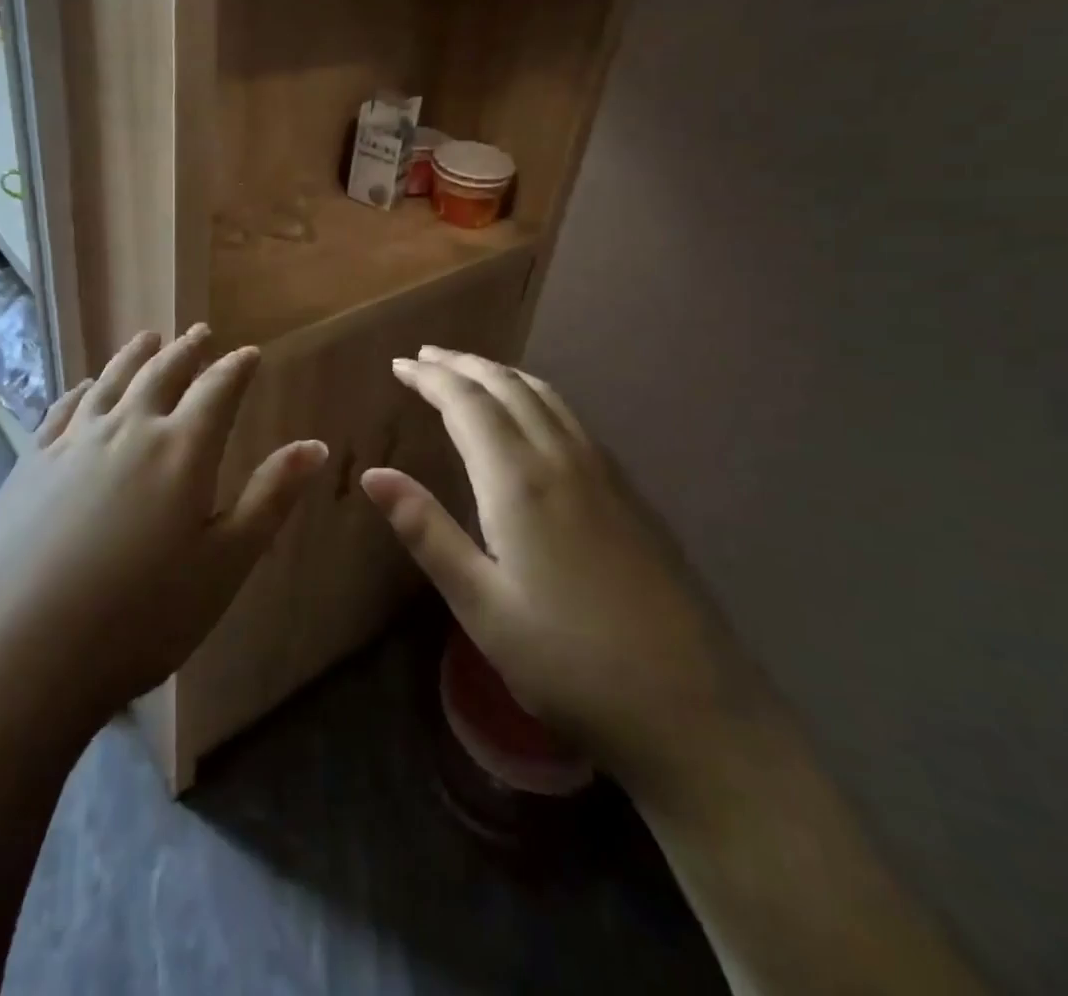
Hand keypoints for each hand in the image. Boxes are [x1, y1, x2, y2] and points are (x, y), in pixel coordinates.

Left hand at [0, 327, 327, 739]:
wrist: (17, 653)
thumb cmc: (140, 617)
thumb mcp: (224, 564)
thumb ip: (270, 498)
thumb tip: (314, 445)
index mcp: (182, 450)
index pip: (218, 390)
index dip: (236, 368)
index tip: (249, 353)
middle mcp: (129, 429)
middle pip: (162, 373)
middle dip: (187, 350)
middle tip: (200, 332)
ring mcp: (74, 442)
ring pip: (112, 381)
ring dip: (136, 356)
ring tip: (149, 338)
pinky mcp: (31, 462)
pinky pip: (65, 407)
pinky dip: (84, 388)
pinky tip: (87, 386)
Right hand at [360, 347, 759, 792]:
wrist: (694, 710)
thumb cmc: (569, 662)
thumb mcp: (481, 605)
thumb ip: (426, 531)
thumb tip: (373, 475)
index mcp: (520, 480)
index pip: (467, 403)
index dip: (430, 378)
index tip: (399, 364)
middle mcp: (563, 459)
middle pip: (507, 387)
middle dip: (463, 365)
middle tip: (426, 356)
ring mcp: (604, 473)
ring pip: (546, 396)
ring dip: (501, 375)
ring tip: (470, 372)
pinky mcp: (629, 493)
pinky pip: (571, 418)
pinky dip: (536, 396)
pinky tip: (532, 417)